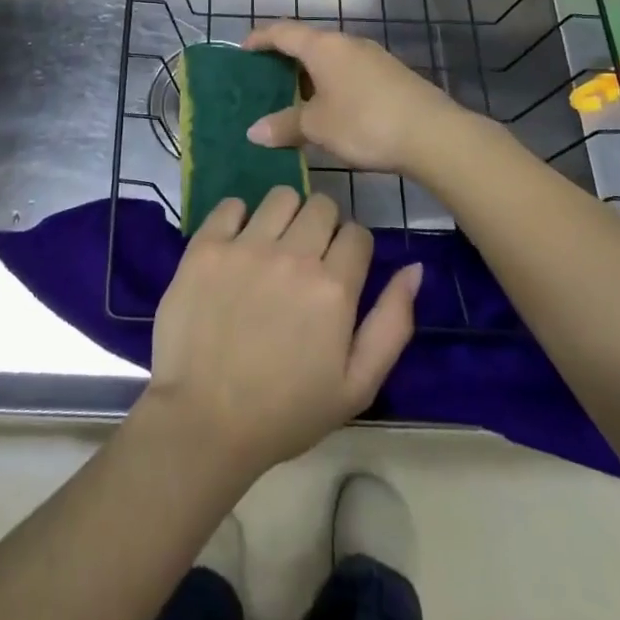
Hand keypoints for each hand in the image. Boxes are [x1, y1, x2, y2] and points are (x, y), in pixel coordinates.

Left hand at [144, 187, 420, 478]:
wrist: (204, 422)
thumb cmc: (286, 412)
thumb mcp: (357, 385)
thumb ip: (392, 323)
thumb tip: (414, 268)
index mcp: (334, 288)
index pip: (357, 234)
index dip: (353, 250)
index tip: (339, 271)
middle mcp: (293, 255)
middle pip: (322, 205)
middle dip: (323, 226)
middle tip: (307, 258)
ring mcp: (246, 246)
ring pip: (281, 196)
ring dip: (284, 216)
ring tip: (272, 247)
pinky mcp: (206, 246)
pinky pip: (230, 204)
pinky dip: (237, 218)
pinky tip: (236, 247)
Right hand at [242, 21, 469, 177]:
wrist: (432, 134)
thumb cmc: (364, 122)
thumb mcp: (317, 127)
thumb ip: (284, 125)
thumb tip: (253, 131)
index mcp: (323, 46)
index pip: (282, 31)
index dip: (260, 38)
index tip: (242, 49)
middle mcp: (346, 42)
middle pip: (307, 42)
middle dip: (283, 58)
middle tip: (263, 78)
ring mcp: (371, 56)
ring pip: (329, 57)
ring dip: (308, 73)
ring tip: (292, 97)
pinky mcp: (389, 74)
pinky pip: (347, 70)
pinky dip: (329, 82)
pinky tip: (328, 107)